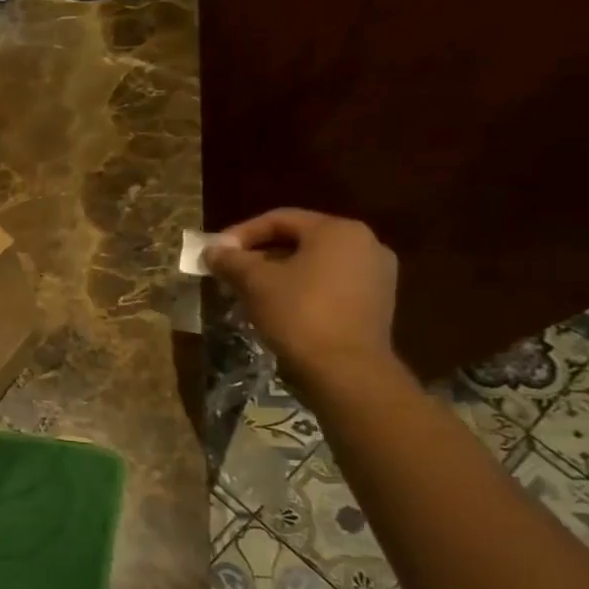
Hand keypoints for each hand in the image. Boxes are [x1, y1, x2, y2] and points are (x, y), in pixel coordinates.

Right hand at [204, 209, 399, 387]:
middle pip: (299, 240)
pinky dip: (301, 288)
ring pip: (314, 264)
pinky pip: (330, 284)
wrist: (345, 369)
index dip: (241, 233)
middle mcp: (365, 244)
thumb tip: (212, 250)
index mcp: (338, 230)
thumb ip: (231, 260)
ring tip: (248, 291)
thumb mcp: (255, 282)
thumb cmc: (299, 313)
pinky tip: (277, 307)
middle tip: (229, 271)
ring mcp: (376, 274)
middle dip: (259, 255)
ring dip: (278, 273)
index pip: (280, 219)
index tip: (216, 253)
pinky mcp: (376, 302)